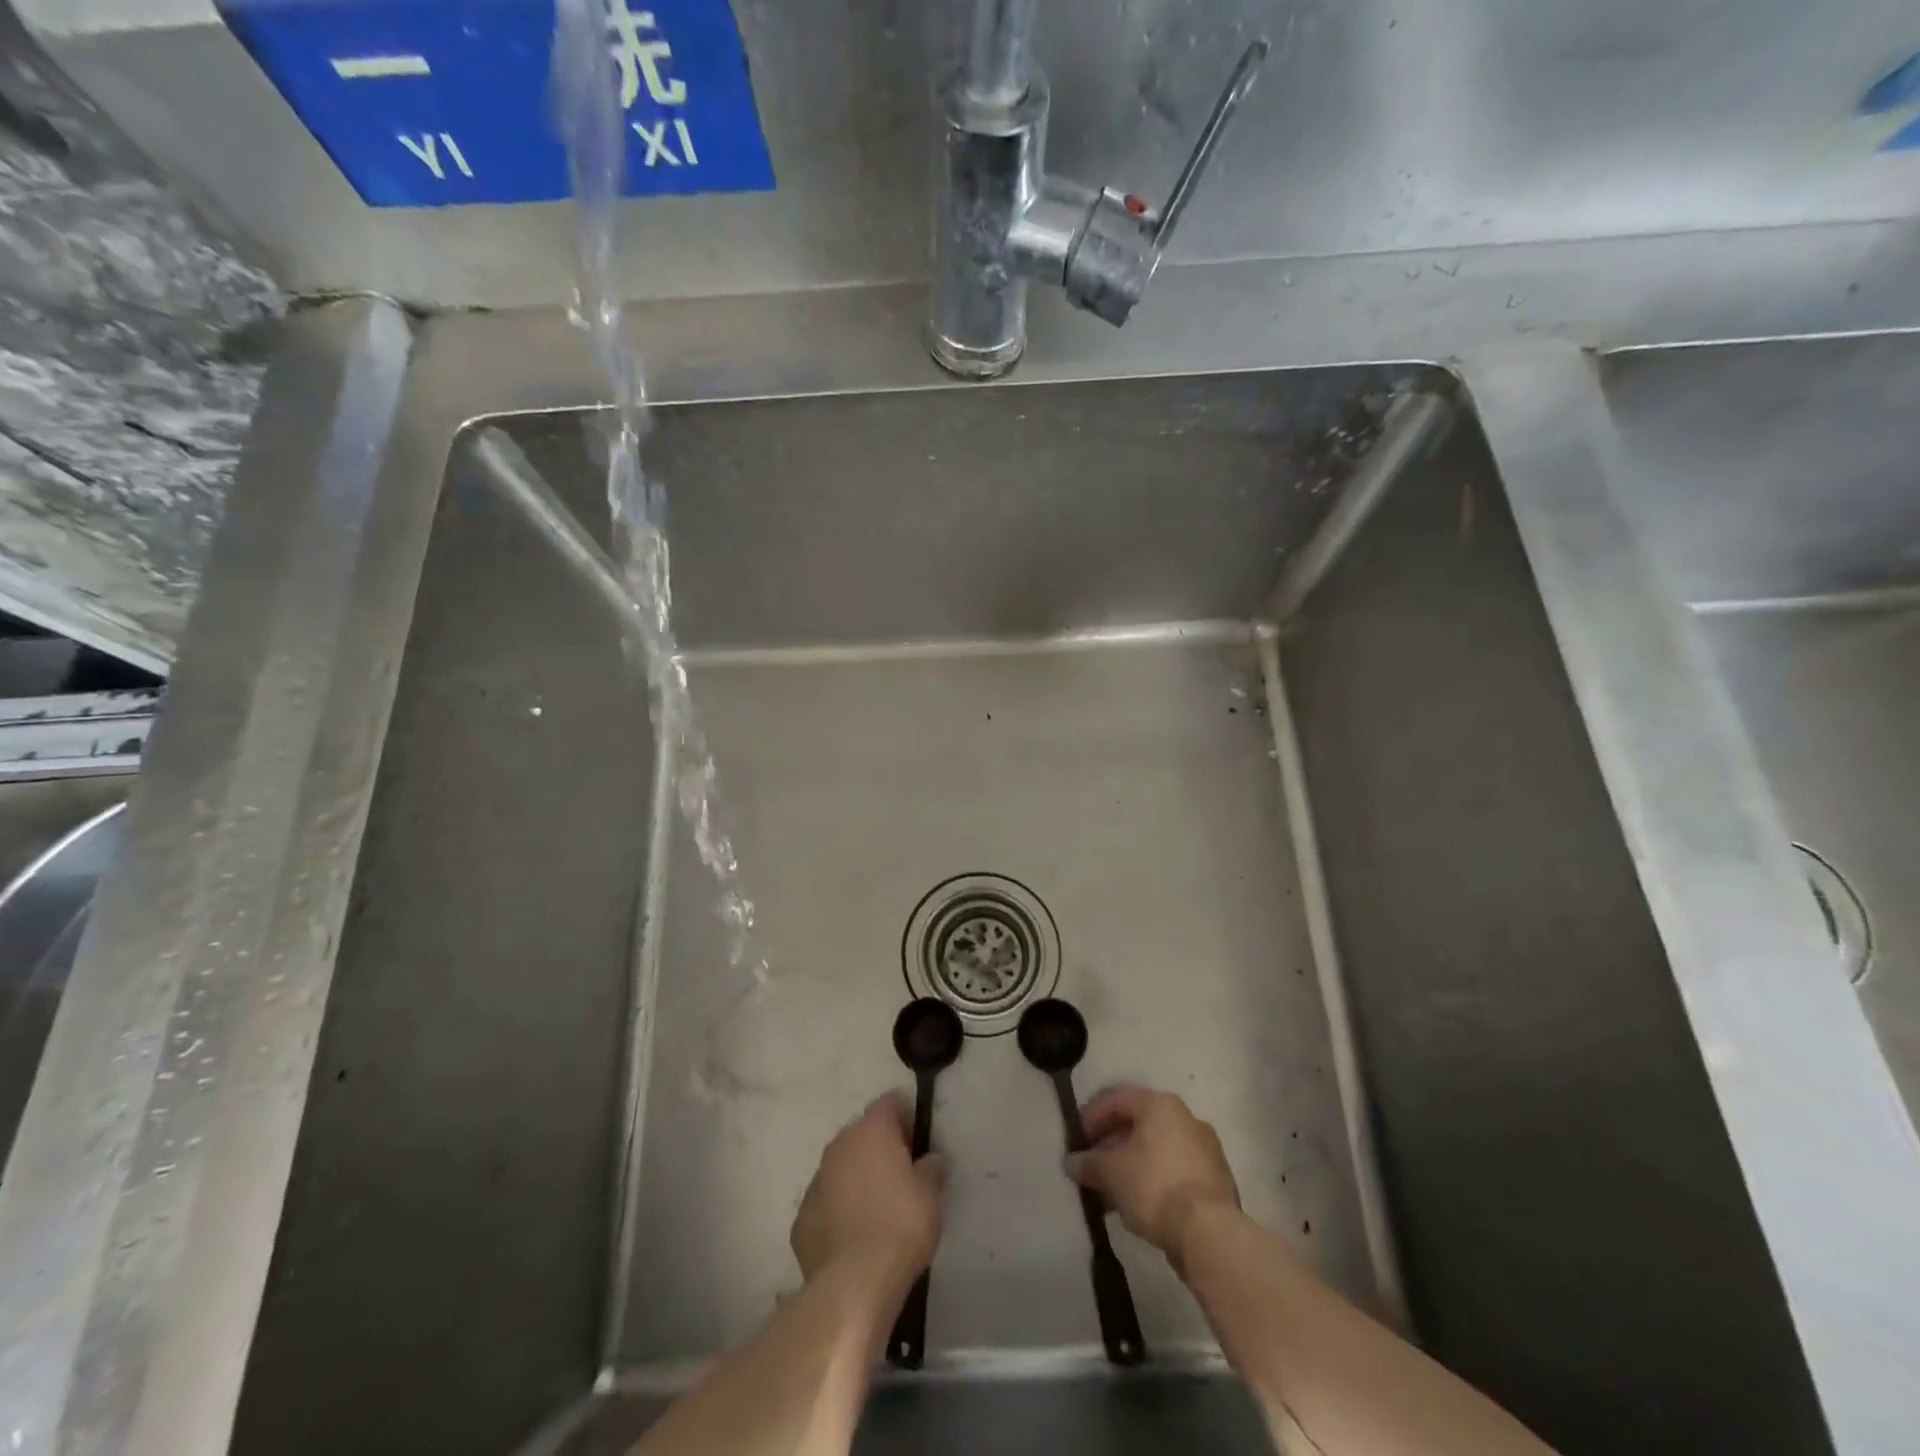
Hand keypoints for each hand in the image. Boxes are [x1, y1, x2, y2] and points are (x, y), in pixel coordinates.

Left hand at [791, 1094, 946, 1293]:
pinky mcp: (801, 1219)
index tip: (918, 1141)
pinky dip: (838, 1210)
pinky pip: (826, 1203)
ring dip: (856, 1178)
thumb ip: (931, 1169)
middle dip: (879, 1148)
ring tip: (877, 1208)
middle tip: (901, 1174)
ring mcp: (816, 1182)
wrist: (853, 1282)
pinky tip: (854, 1236)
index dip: (906, 1117)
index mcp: (871, 1131)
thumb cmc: (900, 1225)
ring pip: (840, 1168)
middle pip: (862, 1134)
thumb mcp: (931, 1195)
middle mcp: (839, 1146)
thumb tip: (930, 1160)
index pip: (890, 1103)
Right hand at [1067, 1085, 1239, 1268]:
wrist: (1209, 1233)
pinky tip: (1139, 1204)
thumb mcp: (1111, 1173)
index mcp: (1160, 1105)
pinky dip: (1154, 1180)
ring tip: (1112, 1190)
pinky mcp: (1216, 1180)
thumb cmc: (1153, 1186)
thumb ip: (1088, 1163)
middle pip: (1139, 1124)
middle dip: (1112, 1144)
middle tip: (1093, 1165)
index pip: (1117, 1099)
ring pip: (1158, 1149)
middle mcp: (1186, 1117)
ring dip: (1133, 1164)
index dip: (1092, 1116)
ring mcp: (1205, 1148)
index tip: (1077, 1139)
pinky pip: (1175, 1170)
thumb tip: (1072, 1162)